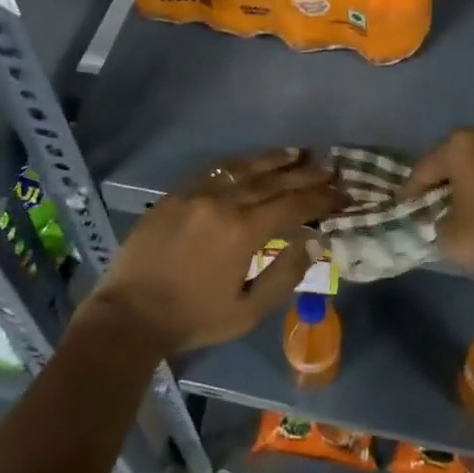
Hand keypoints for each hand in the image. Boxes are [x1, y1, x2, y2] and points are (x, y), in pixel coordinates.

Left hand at [81, 148, 341, 355]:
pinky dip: (239, 162)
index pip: (293, 205)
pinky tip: (252, 159)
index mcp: (244, 232)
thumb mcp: (247, 311)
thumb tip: (314, 241)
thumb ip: (284, 275)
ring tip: (300, 153)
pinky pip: (215, 168)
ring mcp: (198, 192)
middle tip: (331, 168)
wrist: (129, 314)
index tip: (343, 193)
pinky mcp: (178, 192)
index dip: (321, 198)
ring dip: (275, 159)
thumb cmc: (193, 319)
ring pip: (245, 168)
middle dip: (306, 174)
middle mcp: (224, 202)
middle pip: (274, 181)